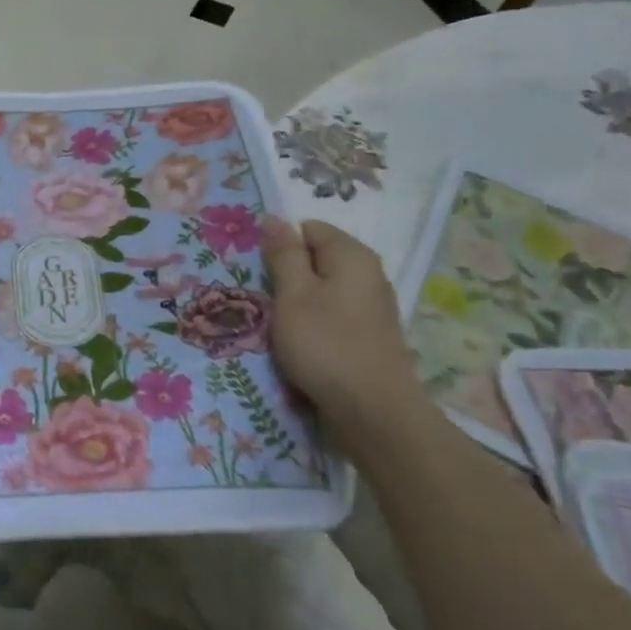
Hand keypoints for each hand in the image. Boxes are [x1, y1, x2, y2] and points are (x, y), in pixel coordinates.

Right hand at [262, 216, 426, 423]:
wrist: (372, 411)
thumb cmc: (325, 344)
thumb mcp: (293, 294)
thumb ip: (283, 254)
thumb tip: (274, 218)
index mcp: (352, 255)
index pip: (308, 228)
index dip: (280, 244)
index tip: (258, 271)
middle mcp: (368, 274)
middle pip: (317, 259)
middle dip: (287, 274)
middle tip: (262, 298)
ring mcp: (371, 306)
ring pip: (322, 289)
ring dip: (296, 301)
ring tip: (275, 323)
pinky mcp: (368, 335)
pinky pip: (331, 314)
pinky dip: (312, 322)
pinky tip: (298, 343)